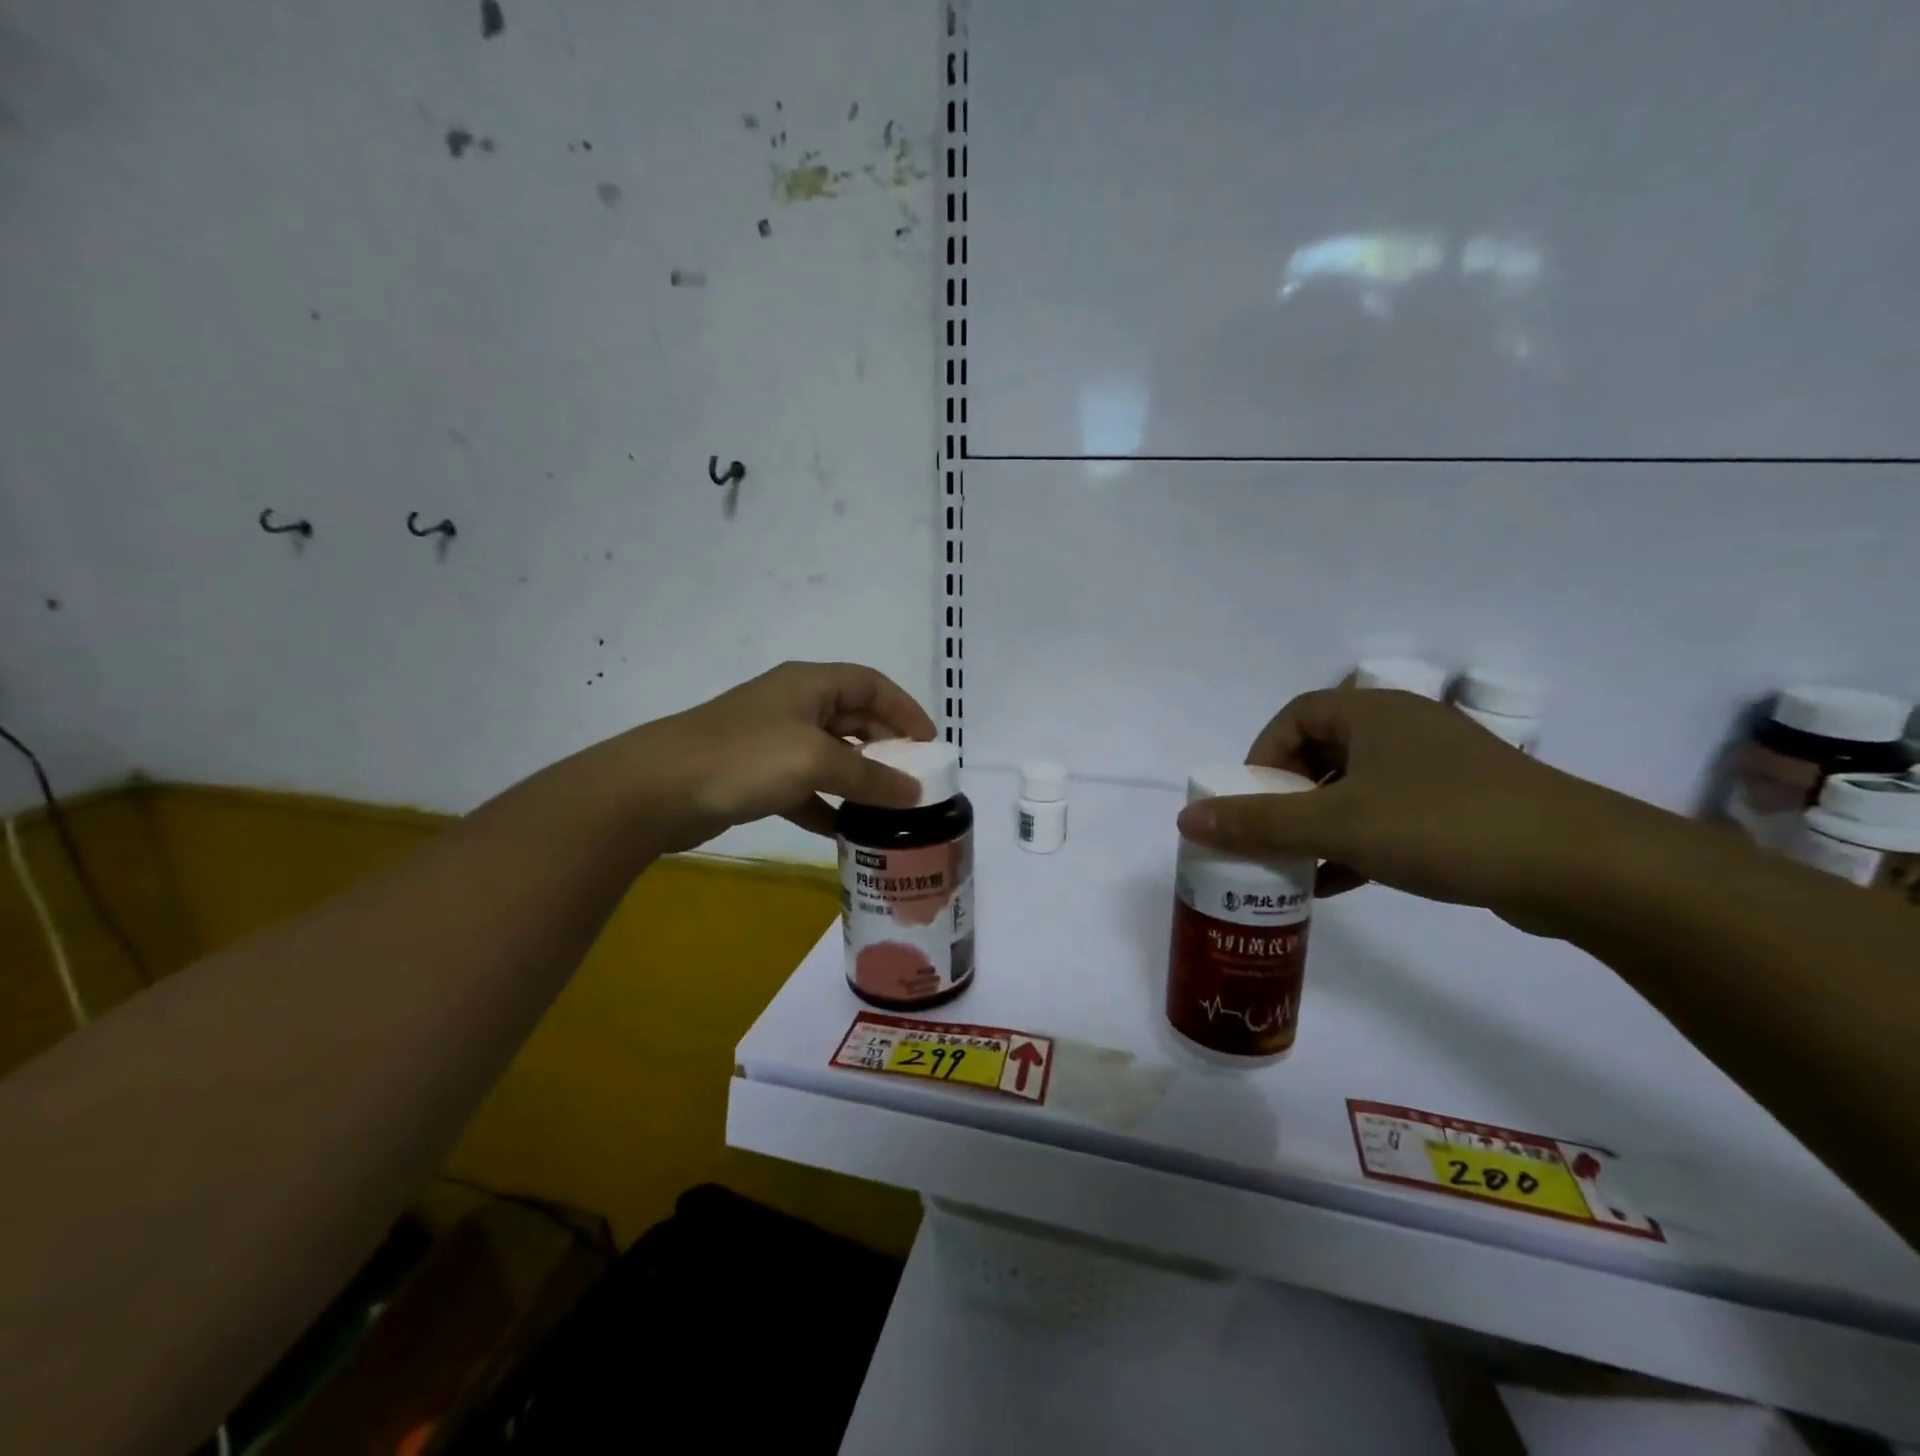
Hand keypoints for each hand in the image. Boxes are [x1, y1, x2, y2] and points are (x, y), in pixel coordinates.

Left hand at [629, 661, 936, 851]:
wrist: (656, 790)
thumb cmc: (745, 759)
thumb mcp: (816, 760)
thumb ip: (869, 775)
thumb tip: (915, 792)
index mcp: (810, 684)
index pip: (872, 684)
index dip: (906, 709)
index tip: (931, 744)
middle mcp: (794, 705)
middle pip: (854, 719)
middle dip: (887, 747)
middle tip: (916, 780)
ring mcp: (772, 741)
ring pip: (831, 755)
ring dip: (859, 779)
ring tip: (890, 808)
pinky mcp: (755, 776)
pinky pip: (805, 787)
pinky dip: (826, 804)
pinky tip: (843, 830)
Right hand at [1175, 687, 1645, 924]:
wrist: (1582, 868)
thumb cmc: (1443, 825)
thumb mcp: (1336, 824)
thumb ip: (1258, 822)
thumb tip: (1187, 818)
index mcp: (1372, 713)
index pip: (1293, 718)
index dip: (1261, 758)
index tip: (1251, 804)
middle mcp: (1403, 729)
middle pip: (1320, 754)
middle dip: (1287, 797)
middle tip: (1271, 837)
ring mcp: (1437, 768)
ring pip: (1354, 789)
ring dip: (1320, 825)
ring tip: (1298, 866)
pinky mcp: (1463, 807)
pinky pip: (1388, 815)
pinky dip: (1357, 842)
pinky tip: (1342, 882)